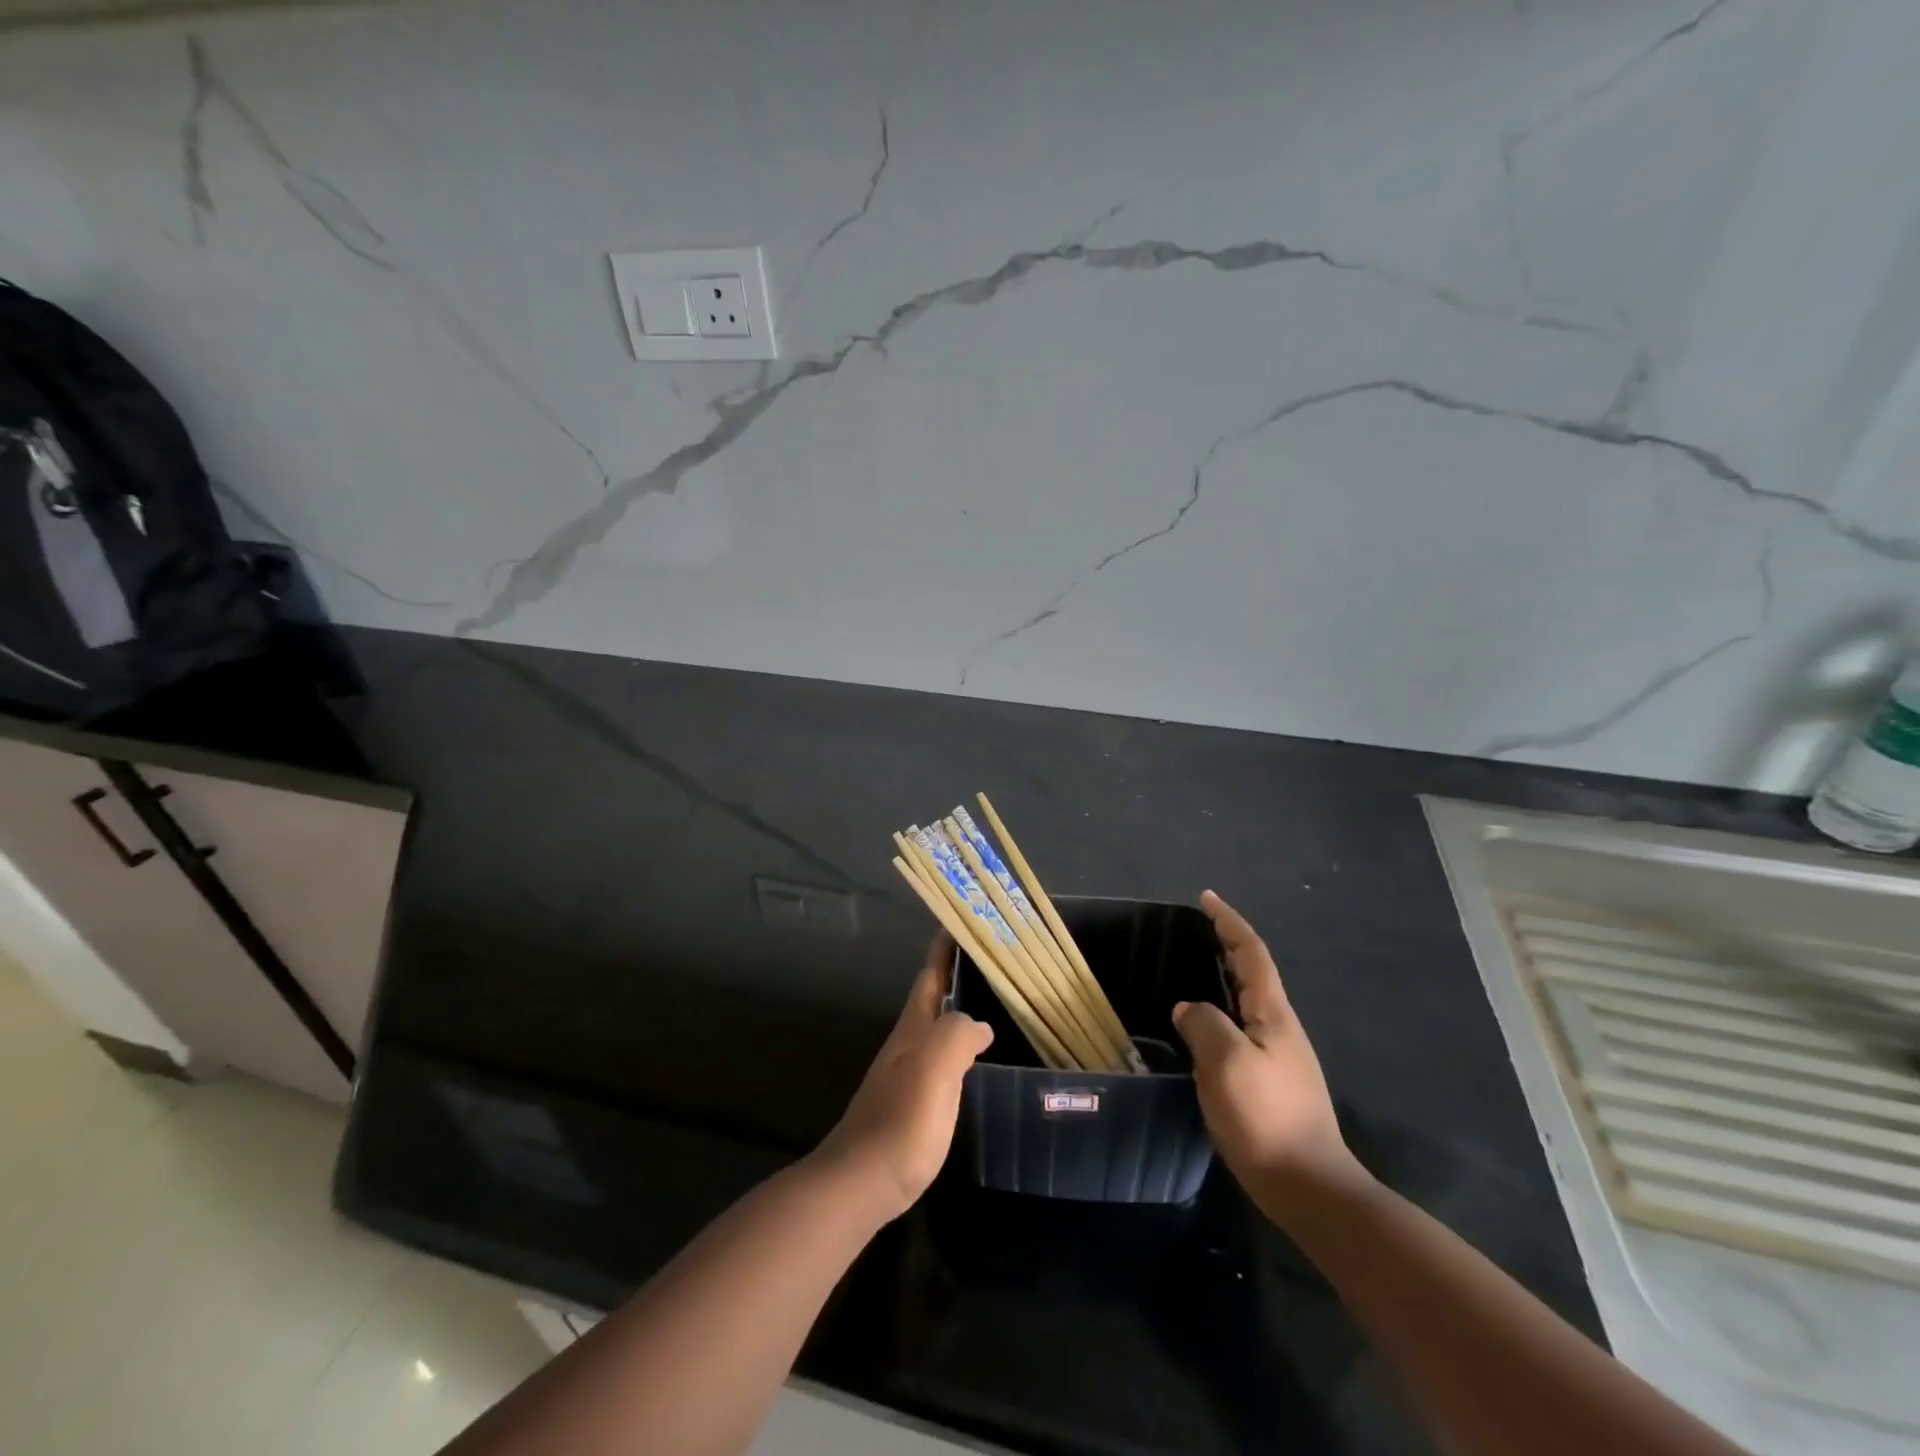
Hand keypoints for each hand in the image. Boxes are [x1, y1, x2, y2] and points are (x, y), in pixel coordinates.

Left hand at [815, 934, 992, 1219]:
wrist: (859, 1185)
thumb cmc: (901, 1123)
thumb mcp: (934, 1070)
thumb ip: (956, 1035)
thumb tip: (979, 1024)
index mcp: (912, 1030)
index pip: (930, 976)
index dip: (945, 949)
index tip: (962, 921)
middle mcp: (906, 1045)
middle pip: (932, 998)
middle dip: (956, 975)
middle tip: (992, 963)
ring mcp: (904, 1075)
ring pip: (936, 1029)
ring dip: (958, 1010)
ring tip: (992, 1005)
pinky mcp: (909, 1105)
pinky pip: (940, 1060)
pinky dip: (959, 1047)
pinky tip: (975, 1062)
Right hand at [1174, 891, 1363, 1207]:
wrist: (1310, 1187)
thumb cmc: (1267, 1118)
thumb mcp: (1227, 1064)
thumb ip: (1204, 1025)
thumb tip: (1189, 1009)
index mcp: (1272, 1013)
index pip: (1251, 952)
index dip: (1229, 922)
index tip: (1206, 898)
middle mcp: (1279, 1026)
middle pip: (1252, 971)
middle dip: (1226, 944)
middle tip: (1192, 931)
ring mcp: (1278, 1054)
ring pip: (1246, 1001)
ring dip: (1222, 978)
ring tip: (1189, 972)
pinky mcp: (1271, 1080)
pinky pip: (1240, 1029)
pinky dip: (1219, 1012)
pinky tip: (1200, 1028)